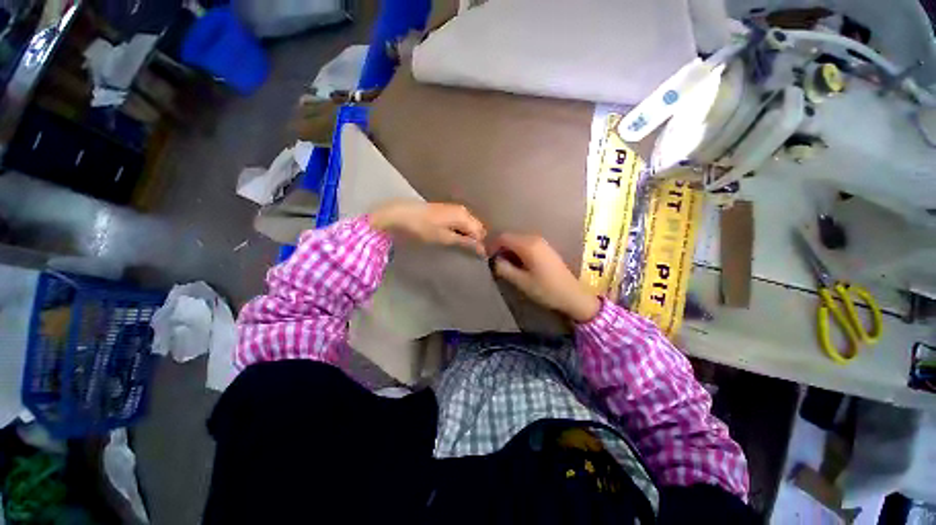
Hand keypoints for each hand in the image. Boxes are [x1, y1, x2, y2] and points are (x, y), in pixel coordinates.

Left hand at [369, 201, 486, 255]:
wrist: (401, 214)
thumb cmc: (423, 227)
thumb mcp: (444, 237)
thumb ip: (464, 242)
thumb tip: (481, 249)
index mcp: (464, 216)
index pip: (480, 233)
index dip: (480, 245)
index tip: (479, 258)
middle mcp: (463, 210)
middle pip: (477, 227)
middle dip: (476, 240)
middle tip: (470, 253)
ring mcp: (455, 208)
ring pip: (469, 224)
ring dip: (469, 235)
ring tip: (462, 247)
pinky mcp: (447, 210)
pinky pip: (462, 221)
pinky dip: (462, 230)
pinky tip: (454, 237)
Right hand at [491, 233, 600, 322]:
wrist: (573, 295)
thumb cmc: (546, 289)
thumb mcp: (521, 281)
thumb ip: (504, 268)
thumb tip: (493, 260)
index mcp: (528, 245)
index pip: (503, 237)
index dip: (492, 245)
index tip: (486, 257)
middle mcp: (534, 239)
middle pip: (511, 237)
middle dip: (500, 248)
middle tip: (494, 263)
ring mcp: (542, 243)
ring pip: (518, 241)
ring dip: (509, 250)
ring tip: (505, 265)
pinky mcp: (545, 248)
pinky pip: (526, 245)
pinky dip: (518, 251)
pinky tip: (518, 264)